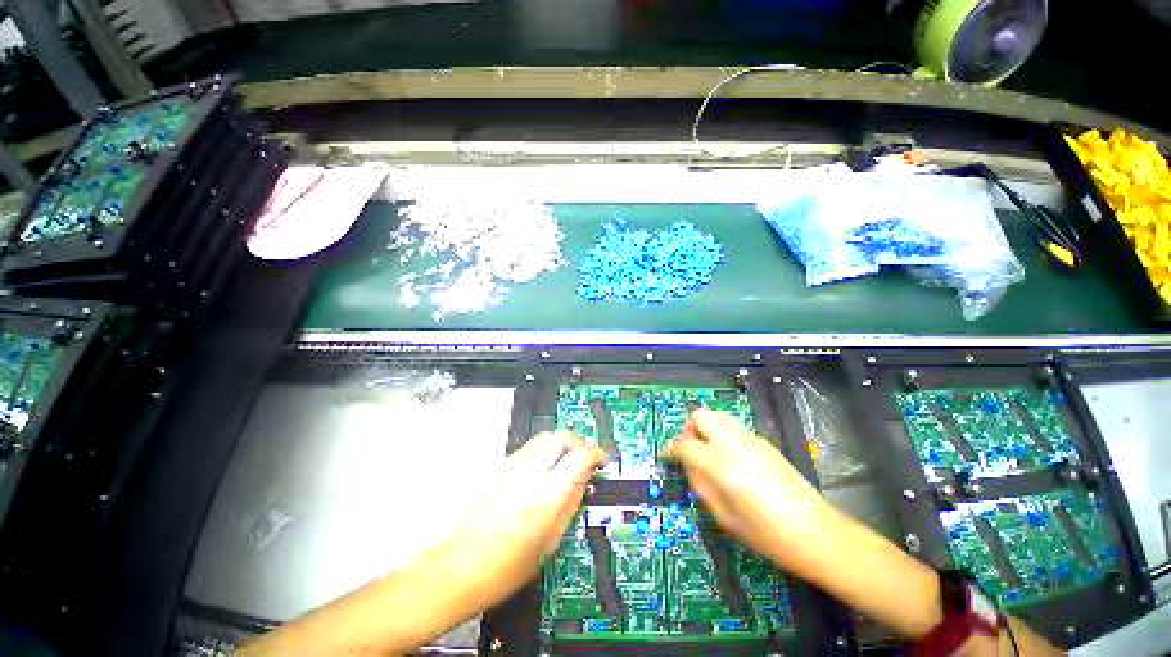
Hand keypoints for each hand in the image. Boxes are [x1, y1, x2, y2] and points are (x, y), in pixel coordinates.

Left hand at [443, 429, 606, 609]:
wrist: (456, 567)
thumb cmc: (504, 567)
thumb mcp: (550, 542)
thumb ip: (570, 503)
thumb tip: (584, 480)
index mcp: (547, 493)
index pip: (581, 455)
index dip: (595, 454)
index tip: (600, 461)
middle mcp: (530, 470)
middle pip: (562, 436)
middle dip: (578, 442)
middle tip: (585, 459)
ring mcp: (512, 465)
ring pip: (545, 437)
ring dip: (560, 444)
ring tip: (565, 463)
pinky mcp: (499, 466)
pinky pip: (529, 447)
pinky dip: (543, 450)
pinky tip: (543, 470)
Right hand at [660, 409, 829, 569]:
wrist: (817, 533)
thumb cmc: (768, 535)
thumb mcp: (724, 517)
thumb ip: (700, 485)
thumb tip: (688, 465)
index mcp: (722, 466)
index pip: (685, 444)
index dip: (671, 449)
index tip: (667, 455)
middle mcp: (734, 445)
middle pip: (700, 416)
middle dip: (688, 429)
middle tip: (688, 448)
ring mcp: (751, 440)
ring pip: (717, 416)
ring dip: (704, 427)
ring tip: (705, 449)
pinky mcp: (764, 442)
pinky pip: (733, 428)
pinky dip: (722, 434)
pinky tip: (728, 457)